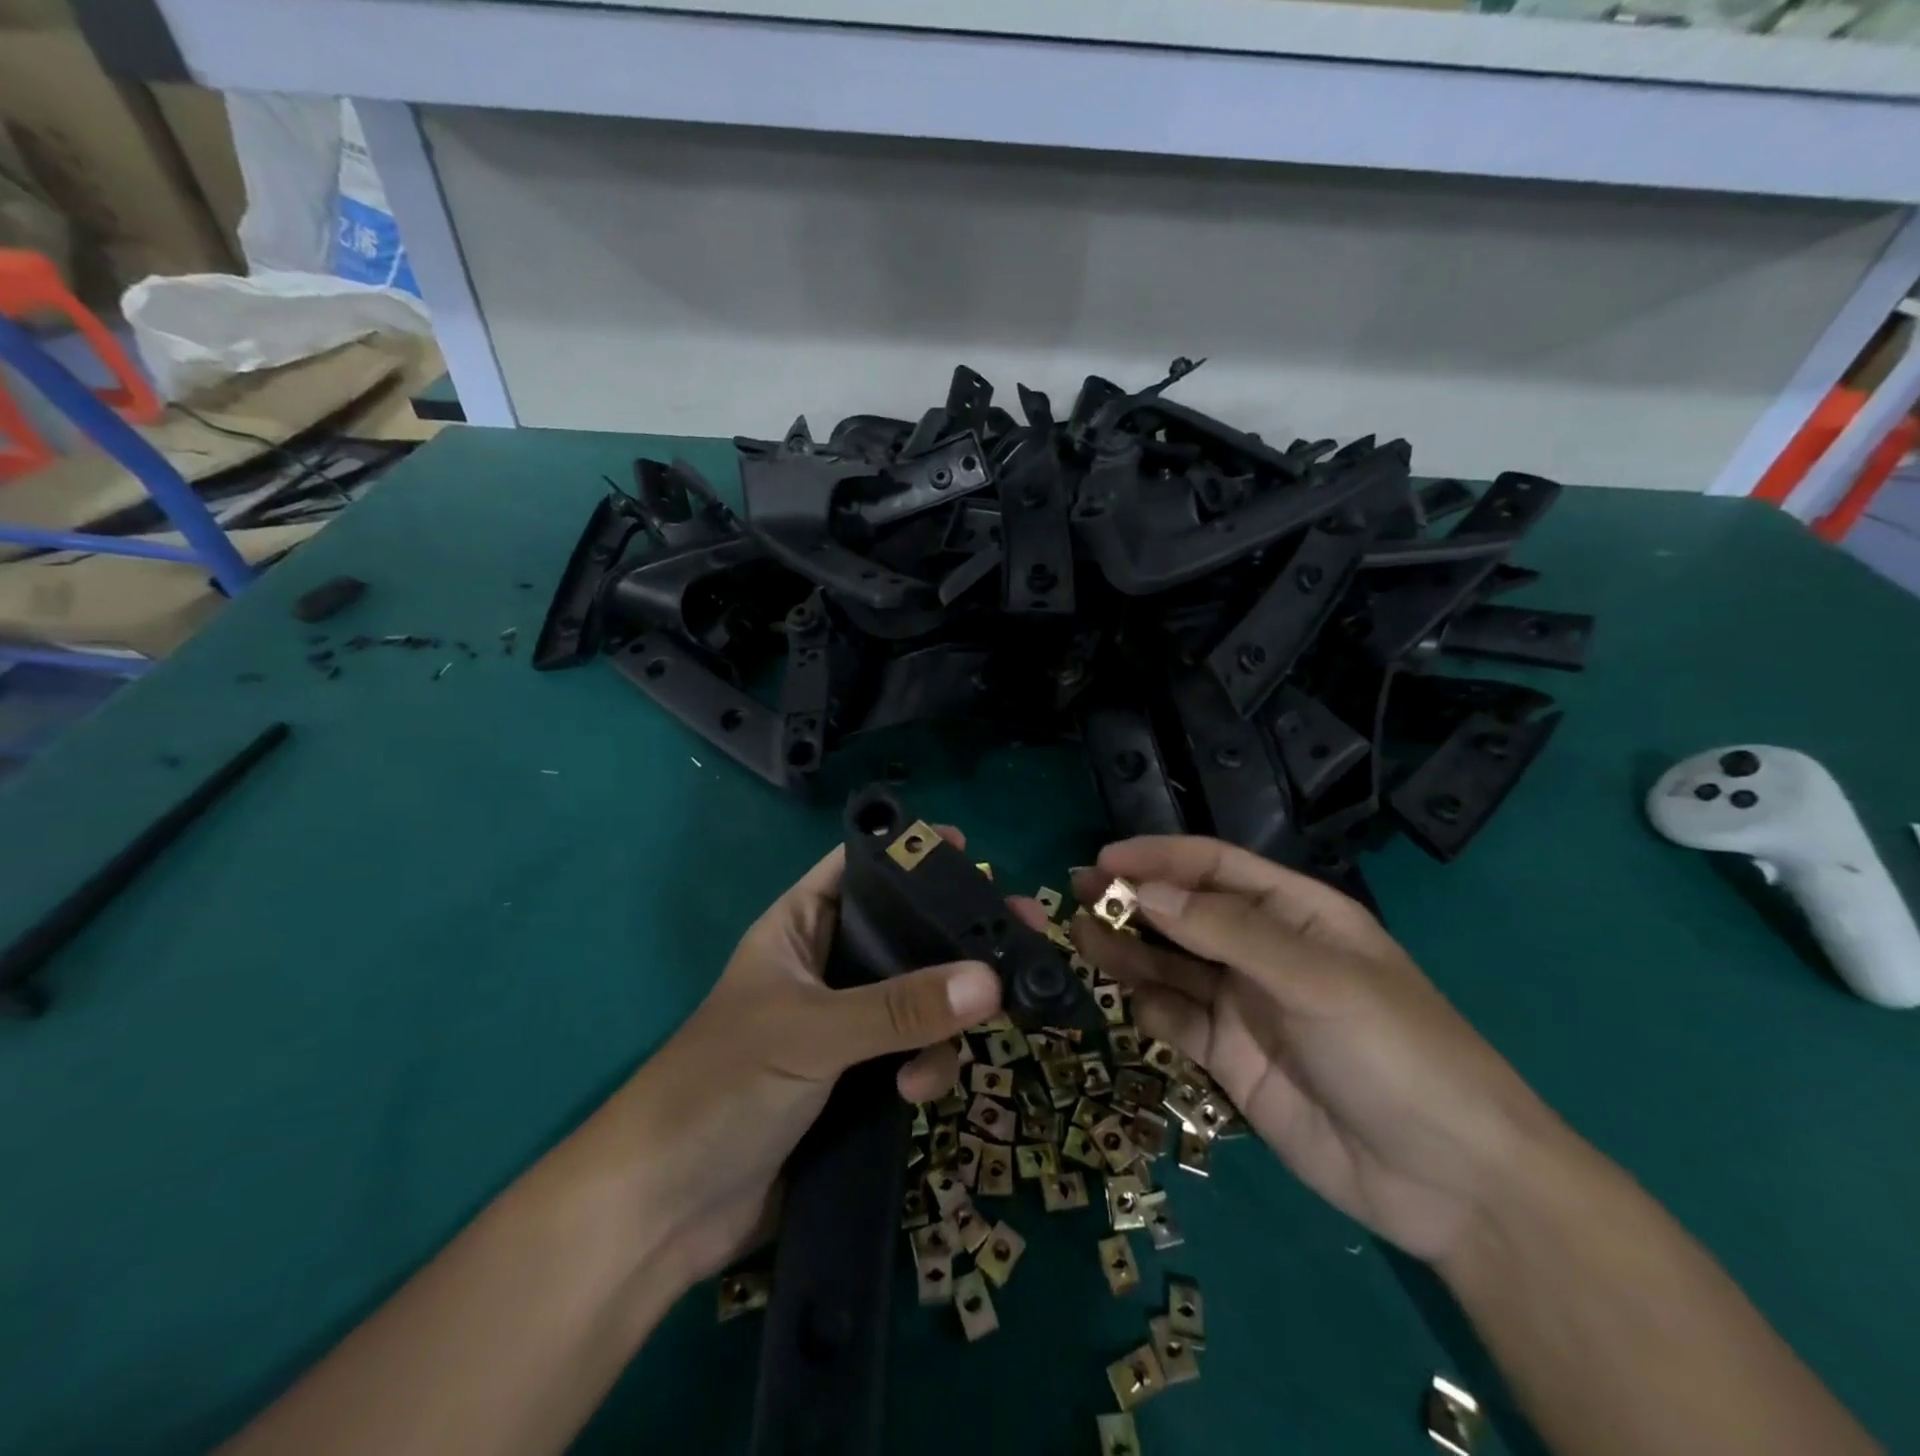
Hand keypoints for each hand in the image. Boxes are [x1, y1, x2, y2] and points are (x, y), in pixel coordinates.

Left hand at [604, 832, 1002, 1284]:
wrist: (664, 1214)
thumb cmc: (721, 1088)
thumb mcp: (812, 1033)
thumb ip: (899, 1008)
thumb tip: (990, 980)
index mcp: (798, 928)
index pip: (858, 870)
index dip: (906, 854)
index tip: (966, 849)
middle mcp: (826, 968)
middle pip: (904, 935)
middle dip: (955, 939)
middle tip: (1022, 932)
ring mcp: (844, 1027)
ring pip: (919, 998)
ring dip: (944, 1018)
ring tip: (956, 1047)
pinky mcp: (857, 1082)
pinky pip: (913, 1054)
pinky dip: (927, 1066)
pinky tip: (916, 1094)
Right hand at [1063, 836, 1556, 1264]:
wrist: (1452, 1185)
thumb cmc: (1397, 1052)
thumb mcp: (1318, 979)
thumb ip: (1227, 931)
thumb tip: (1143, 891)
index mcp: (1296, 913)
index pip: (1215, 868)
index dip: (1159, 858)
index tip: (1104, 860)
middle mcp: (1263, 951)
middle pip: (1184, 913)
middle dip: (1132, 899)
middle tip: (1074, 893)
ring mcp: (1244, 1006)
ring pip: (1170, 964)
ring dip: (1127, 949)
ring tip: (1080, 937)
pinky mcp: (1229, 1058)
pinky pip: (1176, 1019)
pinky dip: (1149, 1007)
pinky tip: (1132, 1003)